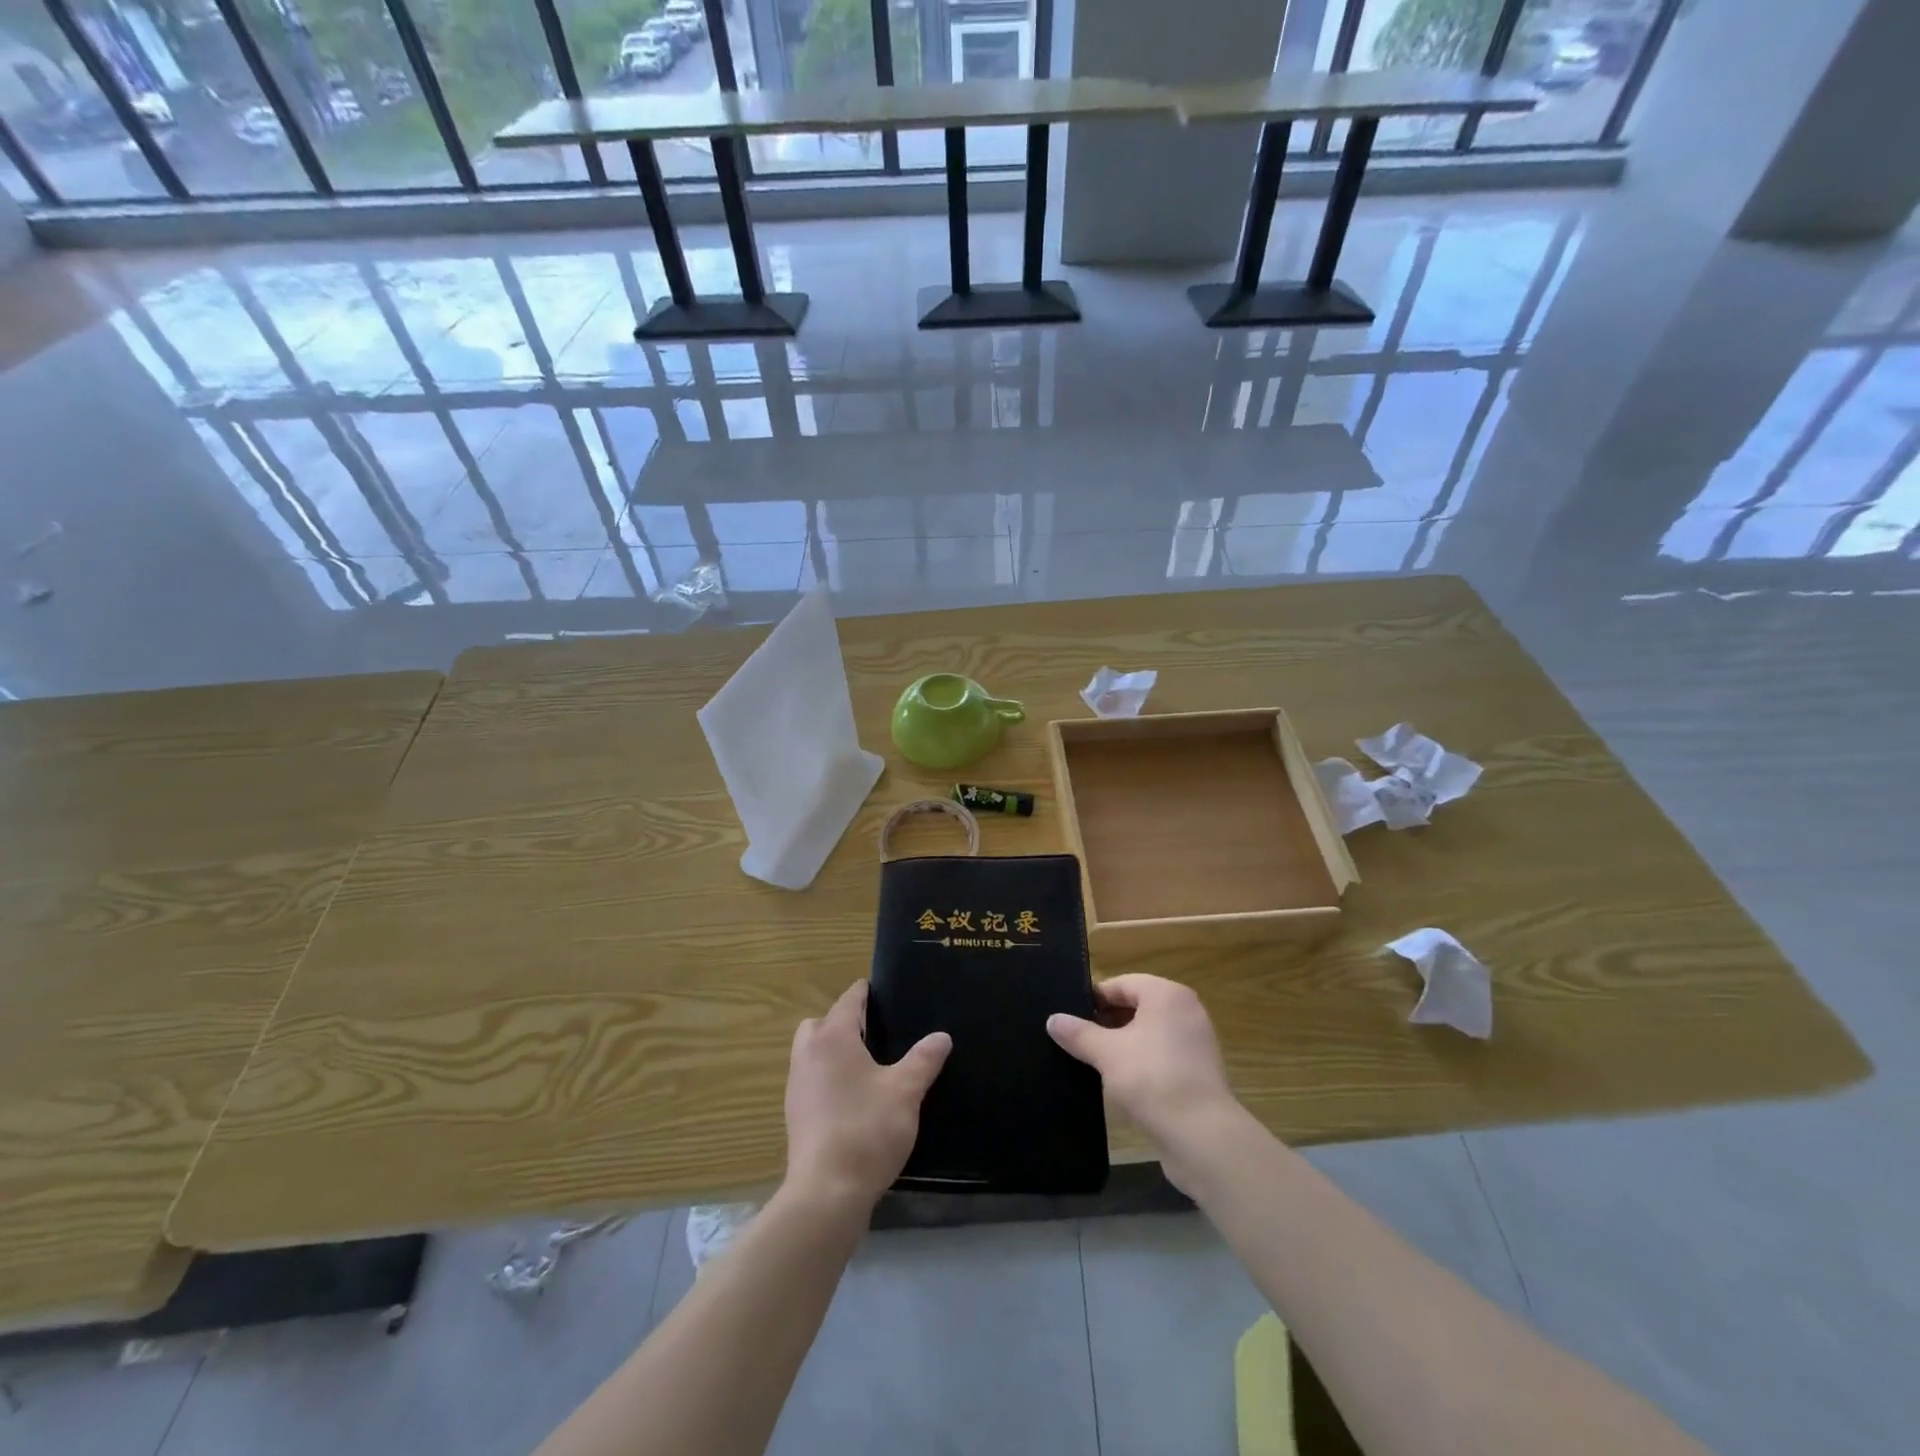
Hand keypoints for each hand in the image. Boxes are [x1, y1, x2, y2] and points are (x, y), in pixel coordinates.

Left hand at [784, 981, 951, 1209]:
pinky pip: (810, 1078)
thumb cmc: (867, 1130)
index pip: (849, 1000)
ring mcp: (796, 1084)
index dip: (866, 993)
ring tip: (865, 1065)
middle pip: (821, 1023)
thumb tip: (942, 1037)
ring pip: (811, 1051)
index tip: (882, 992)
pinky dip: (826, 1077)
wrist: (826, 1192)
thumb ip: (923, 1060)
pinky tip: (851, 1097)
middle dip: (843, 1021)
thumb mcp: (905, 1091)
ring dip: (831, 1050)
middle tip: (874, 1033)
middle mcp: (808, 1053)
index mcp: (833, 1037)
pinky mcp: (794, 1114)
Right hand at [1047, 974, 1241, 1189]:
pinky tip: (1120, 1082)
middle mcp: (1186, 1010)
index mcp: (1167, 994)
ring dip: (1123, 1044)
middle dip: (1107, 1022)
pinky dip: (1142, 1062)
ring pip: (1149, 1033)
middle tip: (1077, 1040)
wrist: (1202, 1136)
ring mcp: (1196, 1042)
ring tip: (1094, 1061)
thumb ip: (1078, 1033)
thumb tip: (1052, 1020)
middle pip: (1137, 1006)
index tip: (1070, 1017)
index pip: (1122, 984)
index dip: (1094, 999)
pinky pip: (1162, 1056)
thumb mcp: (1106, 1053)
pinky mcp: (1200, 1072)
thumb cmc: (1152, 1079)